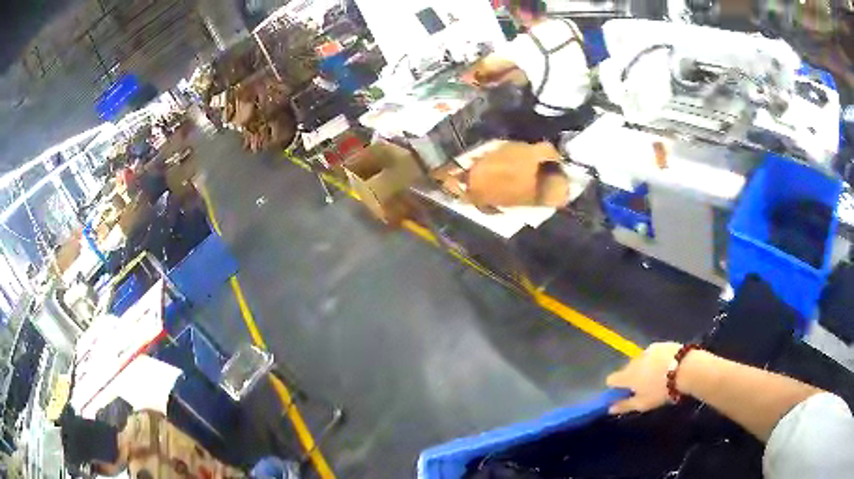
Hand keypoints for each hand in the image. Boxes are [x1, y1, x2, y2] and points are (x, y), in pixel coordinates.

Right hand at [606, 342, 681, 414]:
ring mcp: (648, 350)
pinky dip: (656, 360)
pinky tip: (667, 366)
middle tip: (644, 388)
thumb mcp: (643, 404)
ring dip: (645, 368)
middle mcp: (634, 360)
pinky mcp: (661, 344)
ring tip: (658, 377)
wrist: (686, 368)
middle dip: (632, 378)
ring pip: (641, 361)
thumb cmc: (662, 390)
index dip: (615, 388)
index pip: (611, 380)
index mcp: (627, 376)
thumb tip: (609, 409)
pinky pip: (653, 354)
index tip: (624, 394)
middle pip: (627, 370)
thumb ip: (625, 405)